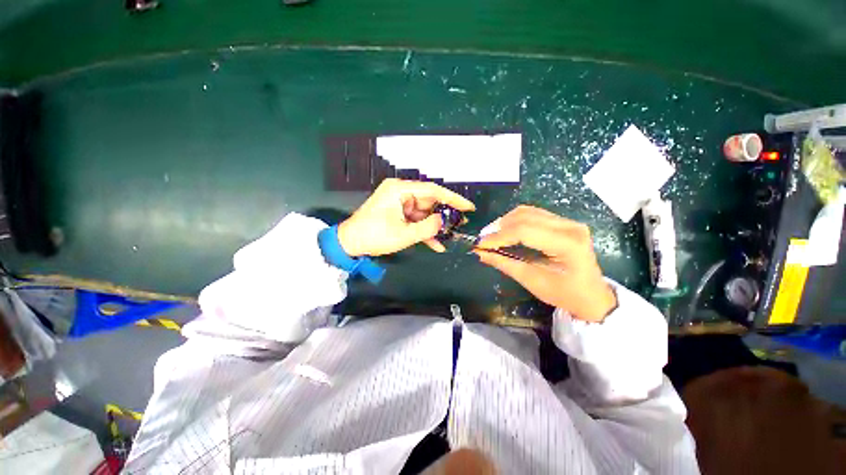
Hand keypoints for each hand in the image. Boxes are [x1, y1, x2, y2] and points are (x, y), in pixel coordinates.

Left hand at [338, 179, 475, 256]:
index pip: (433, 190)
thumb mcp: (404, 234)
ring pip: (424, 213)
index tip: (468, 207)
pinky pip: (415, 220)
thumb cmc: (374, 236)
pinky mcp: (397, 214)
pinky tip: (436, 244)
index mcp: (400, 190)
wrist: (350, 244)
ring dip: (434, 226)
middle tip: (461, 225)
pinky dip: (424, 231)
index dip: (453, 199)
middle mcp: (400, 192)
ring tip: (450, 237)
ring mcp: (399, 204)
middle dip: (444, 215)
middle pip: (429, 202)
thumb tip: (443, 221)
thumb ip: (428, 228)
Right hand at [475, 205, 616, 322]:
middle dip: (499, 227)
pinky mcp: (563, 222)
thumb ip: (504, 264)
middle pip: (524, 217)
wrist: (592, 296)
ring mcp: (568, 222)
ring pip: (527, 212)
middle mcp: (570, 226)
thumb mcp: (532, 281)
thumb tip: (480, 253)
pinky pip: (533, 214)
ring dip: (505, 222)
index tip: (480, 244)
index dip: (498, 236)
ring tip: (492, 235)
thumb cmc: (565, 294)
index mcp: (567, 244)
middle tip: (483, 240)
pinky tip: (506, 231)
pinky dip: (515, 221)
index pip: (524, 231)